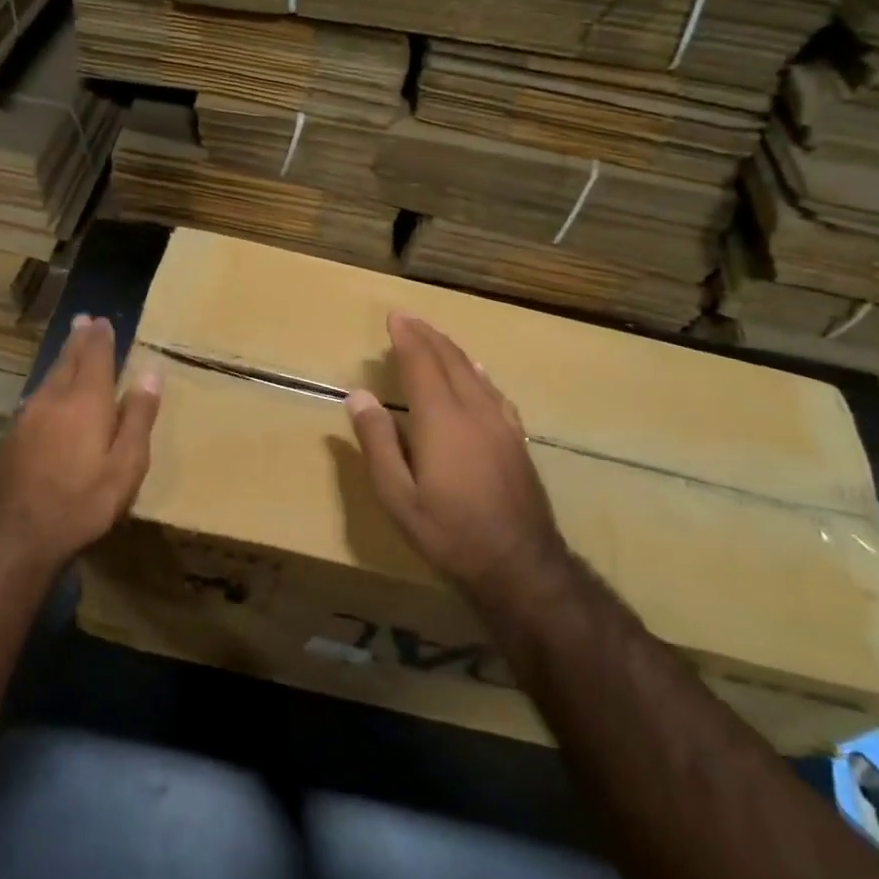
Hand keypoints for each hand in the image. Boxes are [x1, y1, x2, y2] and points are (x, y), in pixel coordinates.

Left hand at [0, 314, 161, 571]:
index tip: (103, 321)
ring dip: (61, 359)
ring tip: (69, 348)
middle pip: (67, 360)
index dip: (101, 338)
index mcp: (85, 401)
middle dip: (78, 339)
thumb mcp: (126, 465)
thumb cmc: (81, 501)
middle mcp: (52, 399)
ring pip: (47, 378)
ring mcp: (26, 418)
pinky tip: (47, 395)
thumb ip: (137, 417)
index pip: (94, 357)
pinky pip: (34, 399)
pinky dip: (47, 386)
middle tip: (83, 321)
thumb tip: (150, 373)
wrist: (13, 535)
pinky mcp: (10, 438)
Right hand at [346, 311, 574, 601]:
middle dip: (428, 335)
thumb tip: (359, 395)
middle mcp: (473, 409)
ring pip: (474, 371)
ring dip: (451, 349)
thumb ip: (378, 442)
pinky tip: (477, 371)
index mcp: (441, 419)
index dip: (406, 337)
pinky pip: (493, 390)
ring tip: (434, 337)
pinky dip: (477, 371)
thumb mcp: (397, 495)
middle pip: (449, 360)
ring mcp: (500, 422)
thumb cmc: (448, 531)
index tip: (394, 316)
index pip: (421, 363)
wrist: (519, 562)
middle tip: (408, 318)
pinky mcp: (516, 437)